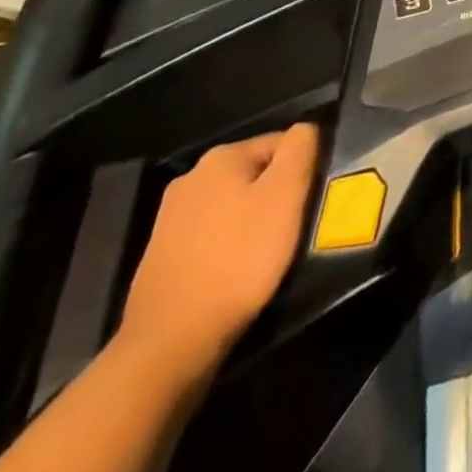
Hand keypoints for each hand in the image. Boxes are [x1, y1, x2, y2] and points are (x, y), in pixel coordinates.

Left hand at [117, 122, 320, 376]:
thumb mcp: (286, 194)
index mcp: (221, 157)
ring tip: (268, 252)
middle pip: (257, 173)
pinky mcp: (162, 255)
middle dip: (278, 194)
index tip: (310, 201)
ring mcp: (170, 218)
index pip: (283, 143)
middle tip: (293, 227)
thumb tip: (306, 129)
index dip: (304, 168)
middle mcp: (191, 178)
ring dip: (255, 220)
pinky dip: (230, 245)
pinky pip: (213, 235)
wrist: (170, 343)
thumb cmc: (239, 259)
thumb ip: (301, 148)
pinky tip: (237, 271)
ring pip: (235, 204)